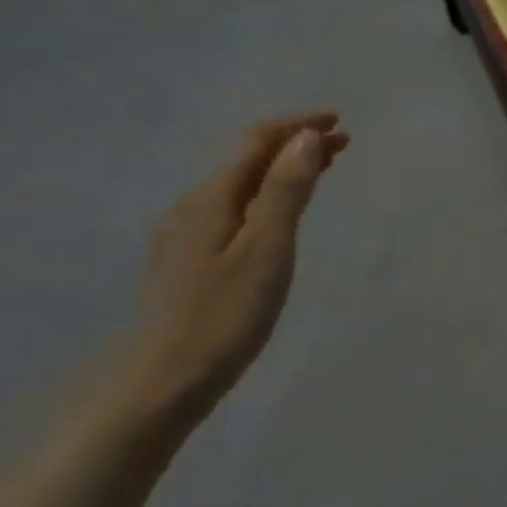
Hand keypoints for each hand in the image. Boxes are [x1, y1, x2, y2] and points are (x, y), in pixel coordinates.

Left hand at [122, 113, 347, 423]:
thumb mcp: (268, 246)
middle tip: (344, 145)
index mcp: (211, 198)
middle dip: (295, 145)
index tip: (339, 122)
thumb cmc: (224, 312)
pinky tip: (282, 210)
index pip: (257, 142)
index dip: (298, 126)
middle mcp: (192, 206)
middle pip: (248, 159)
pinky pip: (236, 206)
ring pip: (242, 183)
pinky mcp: (189, 259)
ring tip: (323, 170)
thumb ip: (286, 189)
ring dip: (283, 169)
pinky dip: (268, 194)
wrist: (162, 384)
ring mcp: (186, 234)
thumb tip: (306, 137)